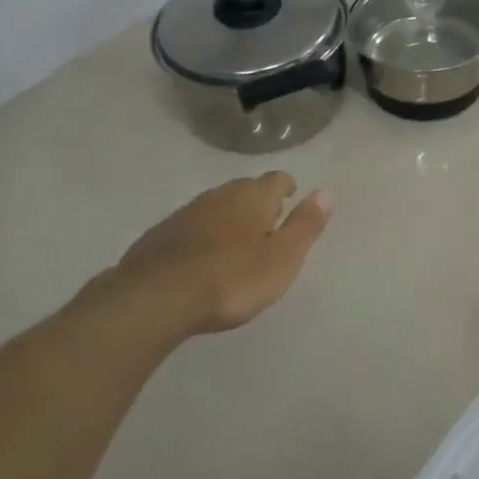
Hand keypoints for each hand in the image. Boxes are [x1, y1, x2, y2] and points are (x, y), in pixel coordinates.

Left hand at [82, 173, 332, 341]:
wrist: (154, 298)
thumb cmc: (230, 280)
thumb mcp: (282, 259)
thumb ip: (305, 225)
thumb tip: (325, 192)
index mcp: (253, 198)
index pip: (277, 179)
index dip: (287, 188)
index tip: (291, 199)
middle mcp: (220, 195)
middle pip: (245, 189)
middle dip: (259, 201)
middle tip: (268, 223)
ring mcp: (186, 213)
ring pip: (216, 206)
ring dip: (229, 218)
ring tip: (237, 242)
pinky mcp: (160, 235)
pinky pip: (191, 226)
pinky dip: (203, 235)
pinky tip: (202, 258)